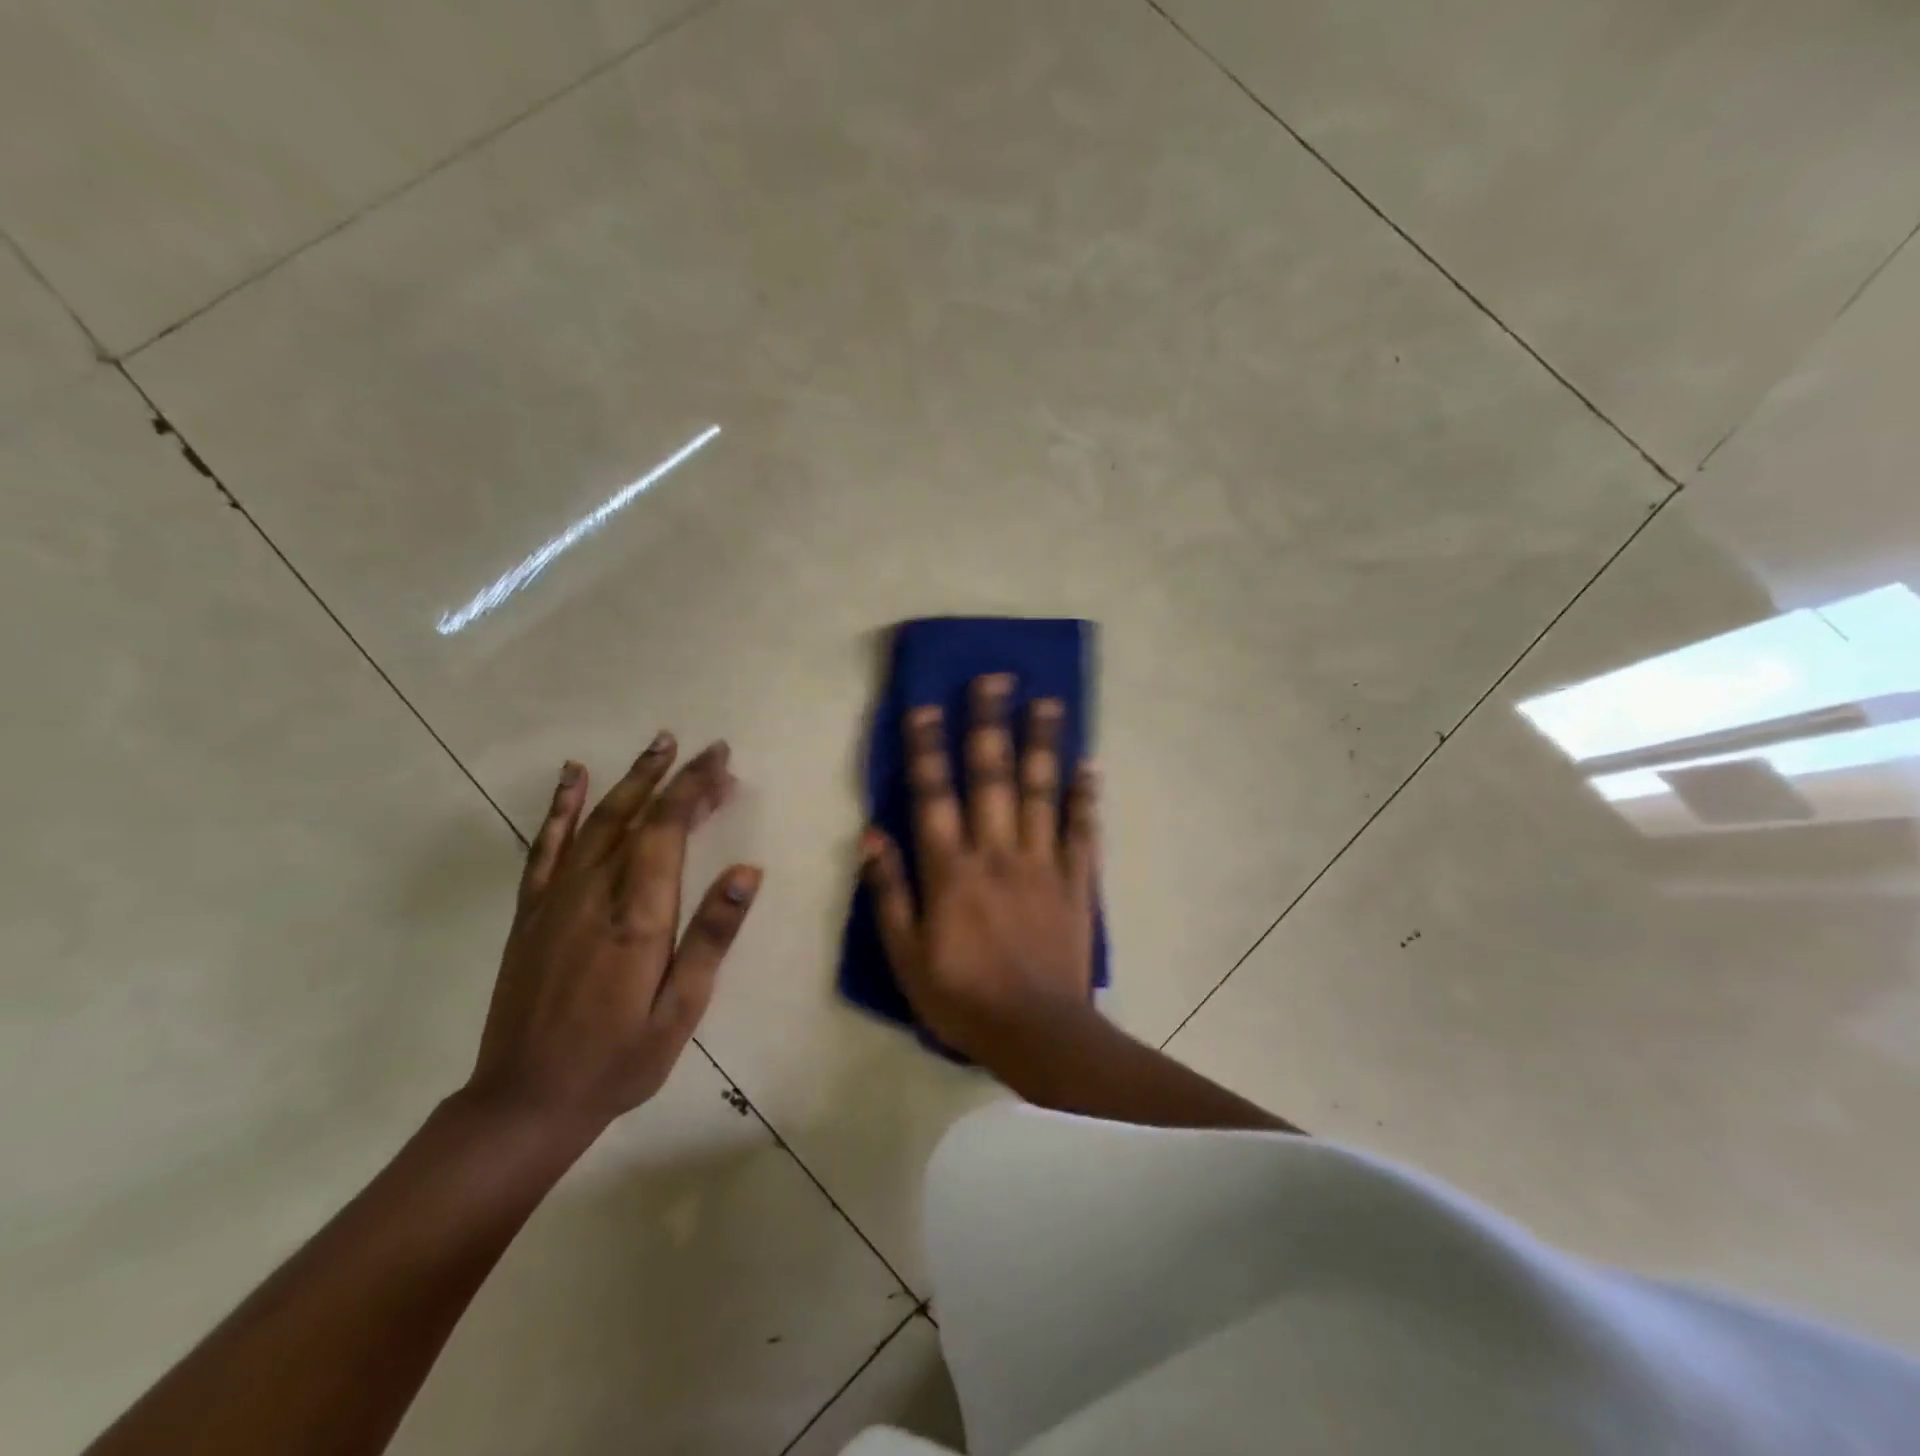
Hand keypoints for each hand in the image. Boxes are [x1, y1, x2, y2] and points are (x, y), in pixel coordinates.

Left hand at [467, 734, 760, 1134]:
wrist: (526, 1100)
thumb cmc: (619, 1059)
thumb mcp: (681, 1009)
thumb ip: (712, 936)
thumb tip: (747, 871)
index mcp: (638, 915)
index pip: (669, 829)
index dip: (694, 787)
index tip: (721, 759)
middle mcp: (595, 892)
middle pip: (638, 816)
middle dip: (673, 777)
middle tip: (706, 749)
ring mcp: (556, 898)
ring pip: (598, 820)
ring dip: (630, 779)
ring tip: (658, 745)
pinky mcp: (532, 911)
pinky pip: (546, 845)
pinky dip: (561, 806)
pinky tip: (573, 776)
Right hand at [861, 674, 1099, 1066]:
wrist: (1038, 1034)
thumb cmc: (962, 998)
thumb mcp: (905, 957)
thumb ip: (888, 893)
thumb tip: (871, 834)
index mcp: (951, 871)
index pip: (934, 796)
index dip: (927, 749)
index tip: (926, 706)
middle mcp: (997, 853)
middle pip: (991, 777)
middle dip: (990, 724)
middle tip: (994, 678)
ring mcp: (1042, 863)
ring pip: (1040, 791)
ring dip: (1043, 743)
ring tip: (1048, 700)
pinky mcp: (1077, 881)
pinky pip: (1082, 830)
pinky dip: (1085, 796)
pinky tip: (1089, 764)